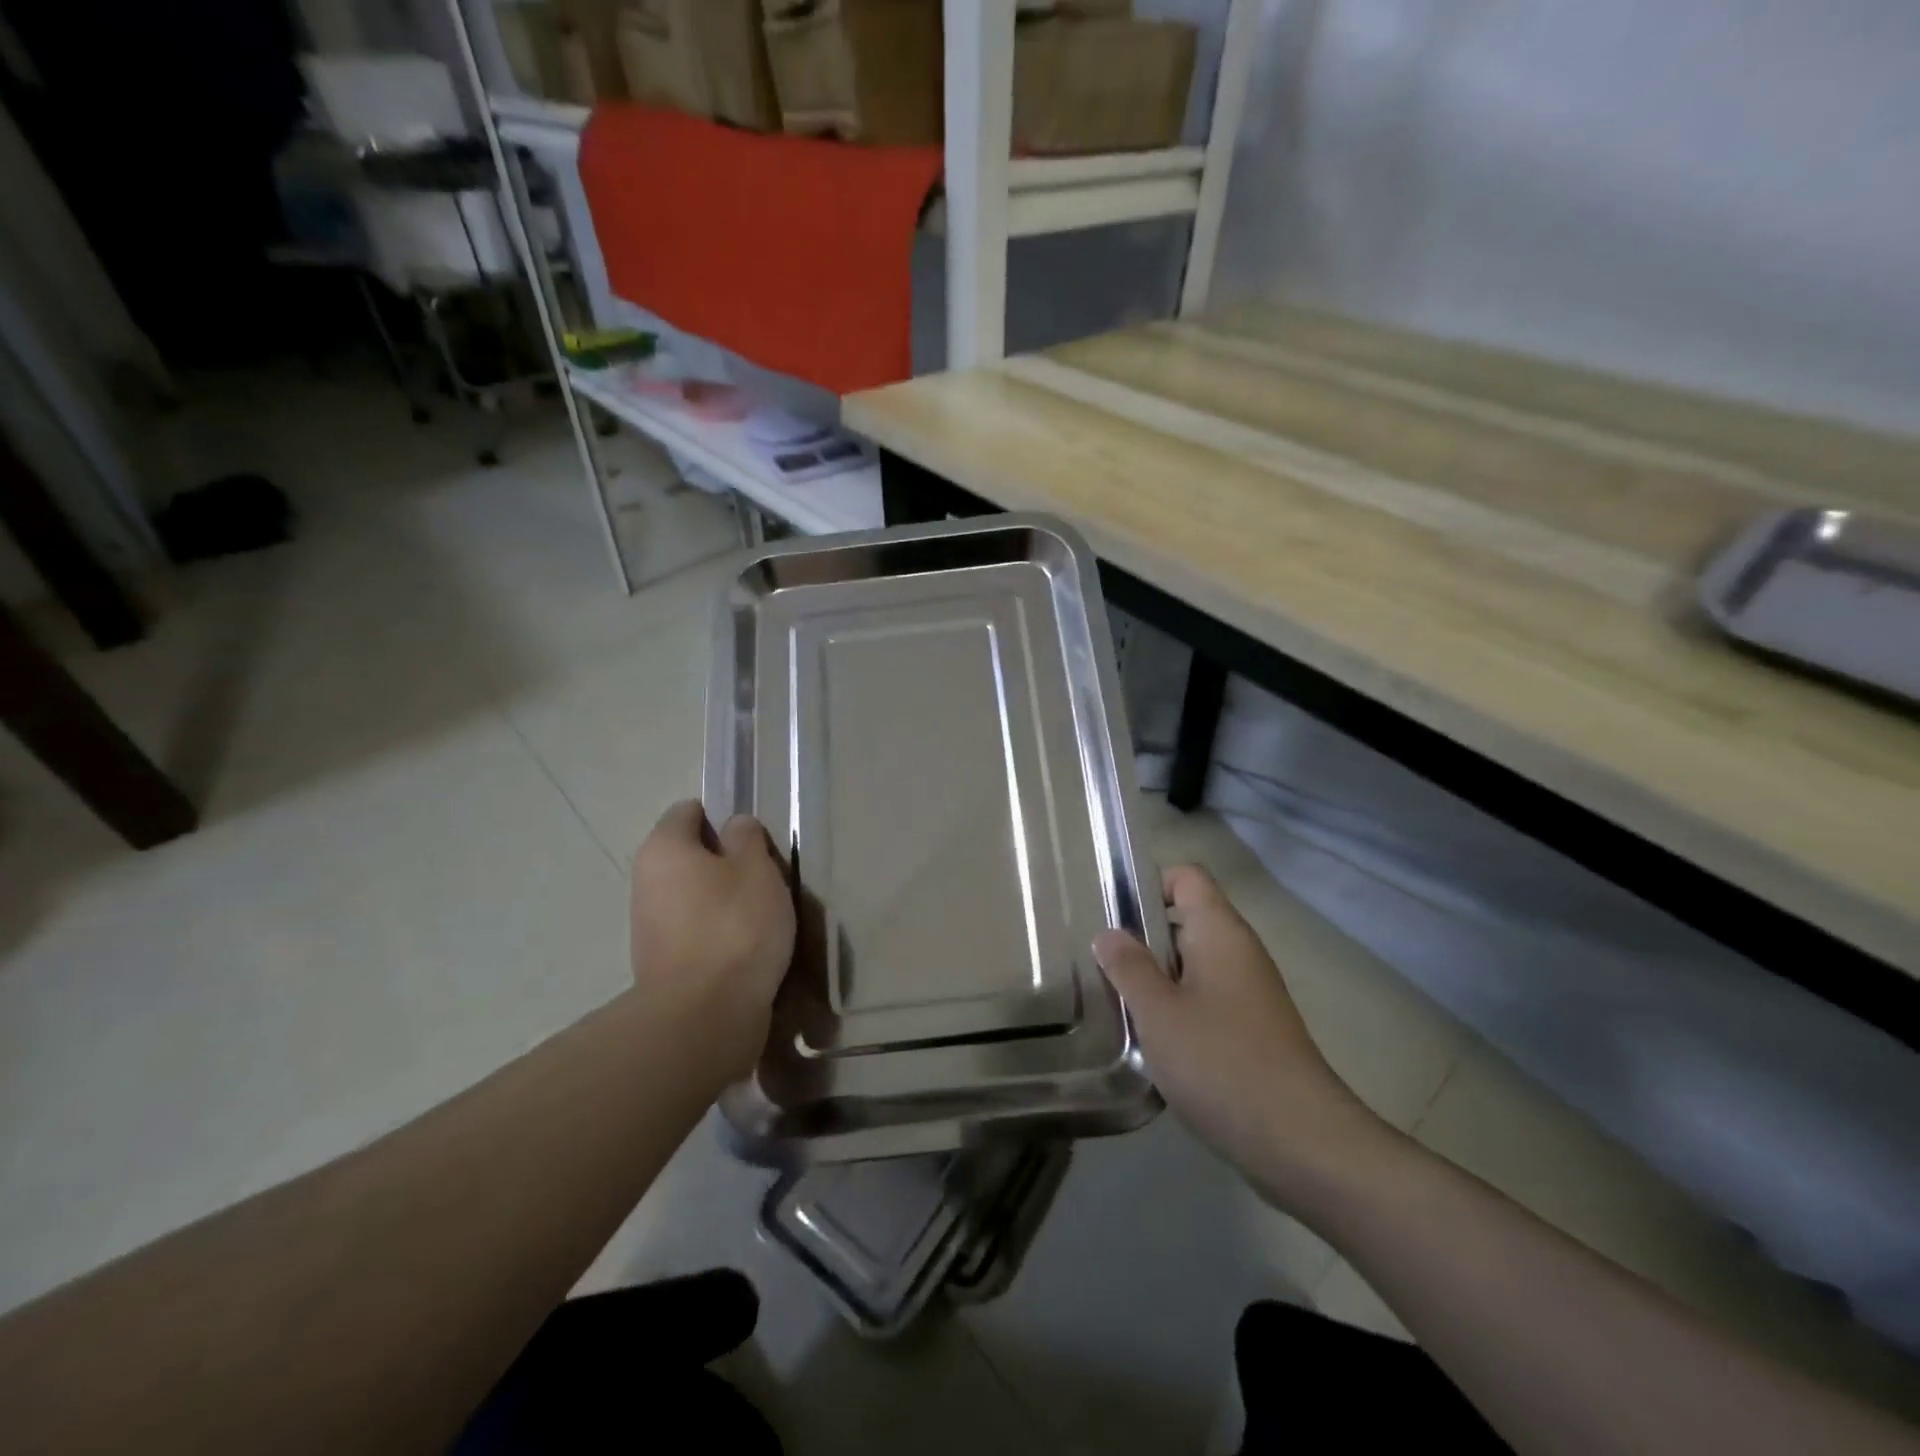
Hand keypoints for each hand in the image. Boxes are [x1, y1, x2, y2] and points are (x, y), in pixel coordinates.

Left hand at [629, 801, 795, 1086]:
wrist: (704, 1016)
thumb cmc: (734, 927)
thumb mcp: (756, 868)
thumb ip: (747, 838)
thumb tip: (734, 828)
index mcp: (664, 848)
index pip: (689, 812)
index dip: (724, 818)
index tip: (755, 840)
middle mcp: (646, 881)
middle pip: (691, 856)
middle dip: (727, 863)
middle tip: (765, 879)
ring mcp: (649, 926)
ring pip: (695, 896)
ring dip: (725, 901)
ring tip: (764, 918)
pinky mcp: (661, 964)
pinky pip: (695, 932)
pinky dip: (719, 935)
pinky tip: (748, 950)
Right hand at [1094, 866, 1385, 1207]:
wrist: (1301, 1143)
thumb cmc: (1222, 1063)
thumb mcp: (1159, 1012)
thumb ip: (1128, 967)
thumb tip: (1108, 933)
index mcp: (1220, 932)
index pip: (1186, 876)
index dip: (1148, 883)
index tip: (1109, 911)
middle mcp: (1238, 952)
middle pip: (1184, 919)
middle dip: (1140, 935)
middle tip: (1097, 959)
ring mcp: (1248, 993)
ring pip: (1191, 964)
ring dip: (1154, 977)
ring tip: (1114, 998)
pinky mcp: (1250, 1030)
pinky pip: (1204, 999)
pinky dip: (1175, 1008)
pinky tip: (1149, 1039)